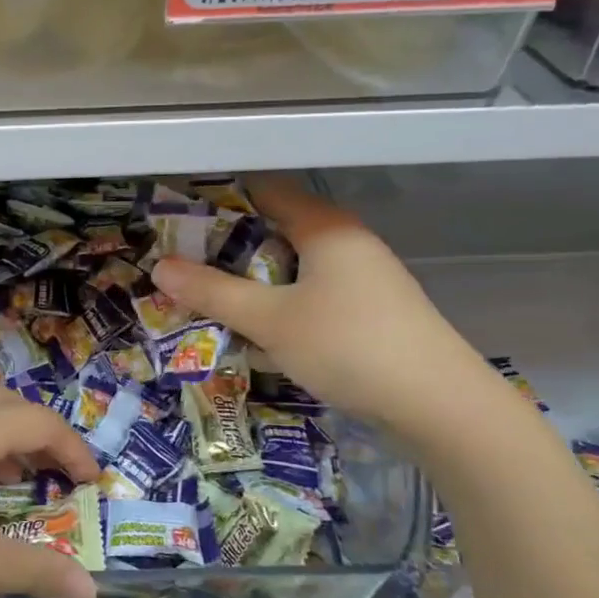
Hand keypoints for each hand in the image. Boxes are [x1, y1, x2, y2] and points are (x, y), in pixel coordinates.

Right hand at [150, 176, 495, 441]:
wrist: (439, 405)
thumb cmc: (347, 345)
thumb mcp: (269, 319)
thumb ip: (212, 292)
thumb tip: (159, 267)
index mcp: (325, 227)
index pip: (264, 192)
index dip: (219, 202)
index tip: (178, 224)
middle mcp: (347, 242)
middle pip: (277, 231)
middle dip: (229, 250)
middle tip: (185, 270)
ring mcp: (365, 278)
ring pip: (295, 268)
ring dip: (255, 283)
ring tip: (213, 303)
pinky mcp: (372, 312)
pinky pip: (314, 295)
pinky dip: (283, 306)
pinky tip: (263, 334)